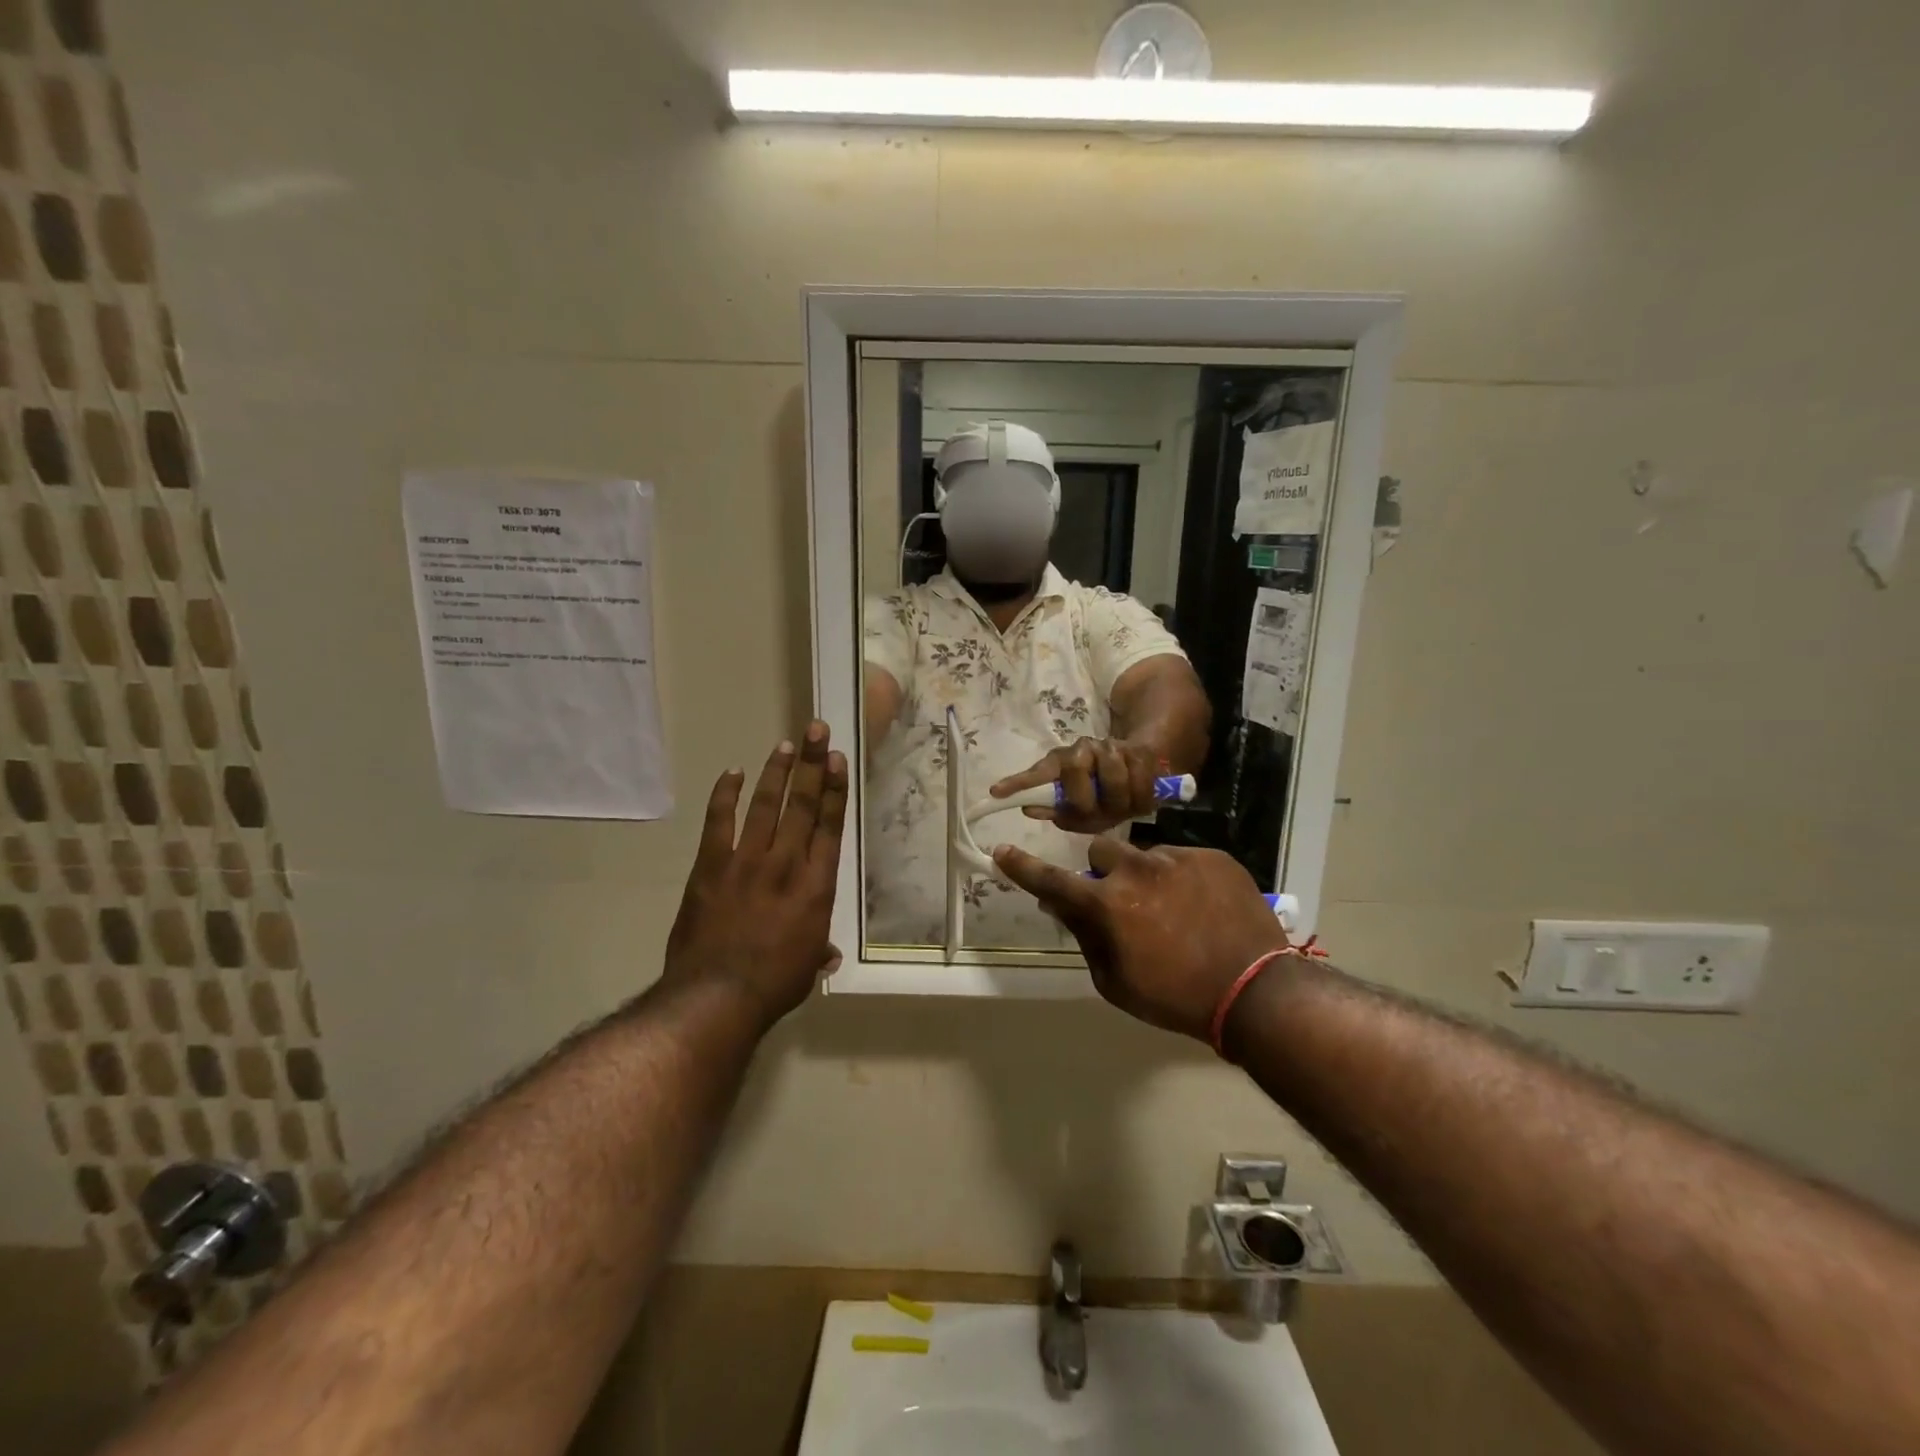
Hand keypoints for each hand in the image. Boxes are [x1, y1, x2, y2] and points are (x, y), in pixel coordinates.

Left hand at [662, 722, 847, 1028]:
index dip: (834, 789)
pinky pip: (719, 822)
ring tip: (786, 745)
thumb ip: (818, 949)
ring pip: (766, 805)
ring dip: (776, 772)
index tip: (836, 759)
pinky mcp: (712, 866)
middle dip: (811, 764)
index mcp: (817, 885)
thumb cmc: (773, 985)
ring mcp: (747, 860)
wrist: (717, 996)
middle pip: (802, 804)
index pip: (829, 825)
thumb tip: (829, 954)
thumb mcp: (806, 967)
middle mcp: (787, 863)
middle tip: (815, 730)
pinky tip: (733, 772)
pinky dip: (726, 795)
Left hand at [990, 737, 1161, 834]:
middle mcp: (1082, 749)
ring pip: (1113, 777)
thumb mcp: (1077, 809)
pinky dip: (1139, 801)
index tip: (996, 792)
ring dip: (1116, 802)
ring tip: (1118, 810)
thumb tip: (1030, 809)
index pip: (1038, 772)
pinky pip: (1141, 782)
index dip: (1018, 782)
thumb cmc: (1100, 796)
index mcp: (1060, 762)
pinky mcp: (1140, 752)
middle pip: (1076, 771)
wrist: (1140, 768)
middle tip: (1094, 815)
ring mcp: (1112, 747)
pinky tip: (1137, 805)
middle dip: (1085, 801)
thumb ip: (1055, 810)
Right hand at [991, 838, 1286, 1041]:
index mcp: (1108, 906)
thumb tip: (1059, 904)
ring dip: (1145, 875)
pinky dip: (1182, 878)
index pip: (1052, 881)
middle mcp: (1137, 871)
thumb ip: (1084, 937)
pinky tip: (1203, 907)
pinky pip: (1182, 858)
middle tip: (1123, 902)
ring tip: (1174, 908)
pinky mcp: (1212, 857)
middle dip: (1103, 873)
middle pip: (1100, 853)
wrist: (1256, 992)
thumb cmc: (1176, 998)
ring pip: (1144, 855)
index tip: (1002, 851)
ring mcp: (1177, 859)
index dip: (1022, 868)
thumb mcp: (1115, 982)